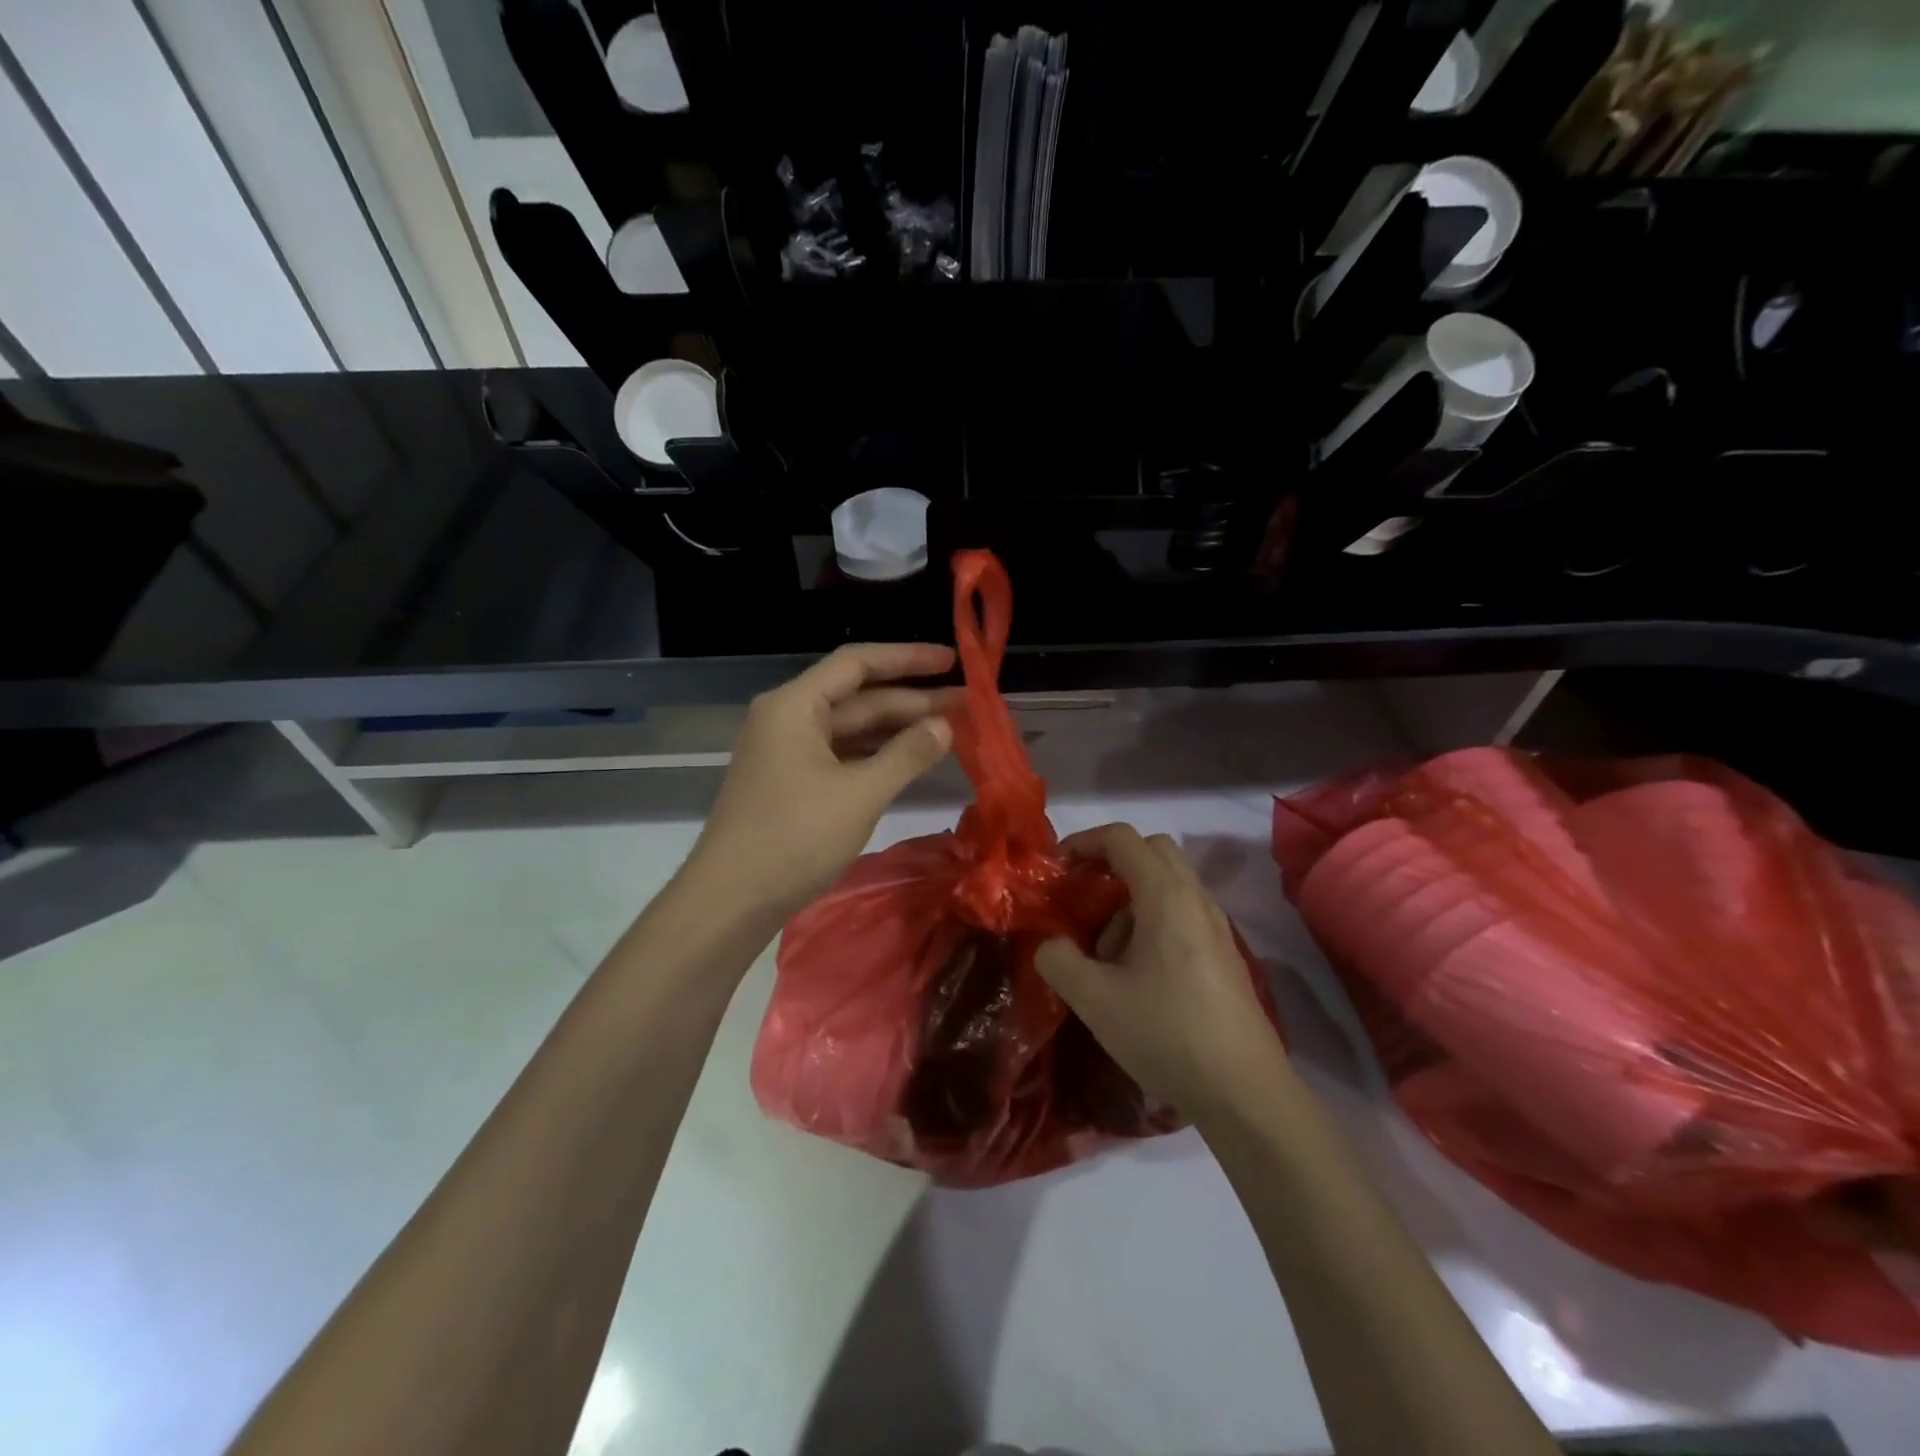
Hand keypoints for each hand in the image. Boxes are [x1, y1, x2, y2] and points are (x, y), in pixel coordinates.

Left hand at [683, 643, 959, 919]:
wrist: (730, 900)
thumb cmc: (794, 838)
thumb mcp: (860, 794)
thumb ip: (907, 755)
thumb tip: (945, 726)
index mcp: (795, 706)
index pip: (858, 663)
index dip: (908, 658)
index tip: (952, 660)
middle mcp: (788, 718)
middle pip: (857, 696)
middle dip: (911, 700)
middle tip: (966, 704)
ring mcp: (787, 752)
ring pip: (851, 729)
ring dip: (897, 729)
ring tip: (949, 731)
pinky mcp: (791, 783)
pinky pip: (842, 755)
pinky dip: (876, 756)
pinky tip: (911, 761)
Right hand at [1036, 825, 1284, 1118]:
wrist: (1245, 1092)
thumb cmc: (1166, 1034)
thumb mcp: (1094, 1000)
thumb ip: (1058, 960)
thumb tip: (1049, 942)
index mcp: (1165, 896)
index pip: (1122, 838)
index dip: (1084, 841)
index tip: (1057, 868)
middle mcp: (1196, 899)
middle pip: (1151, 851)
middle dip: (1111, 863)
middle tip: (1082, 896)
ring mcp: (1216, 926)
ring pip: (1167, 885)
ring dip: (1130, 900)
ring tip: (1104, 954)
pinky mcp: (1224, 954)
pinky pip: (1181, 914)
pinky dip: (1151, 922)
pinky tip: (1136, 975)